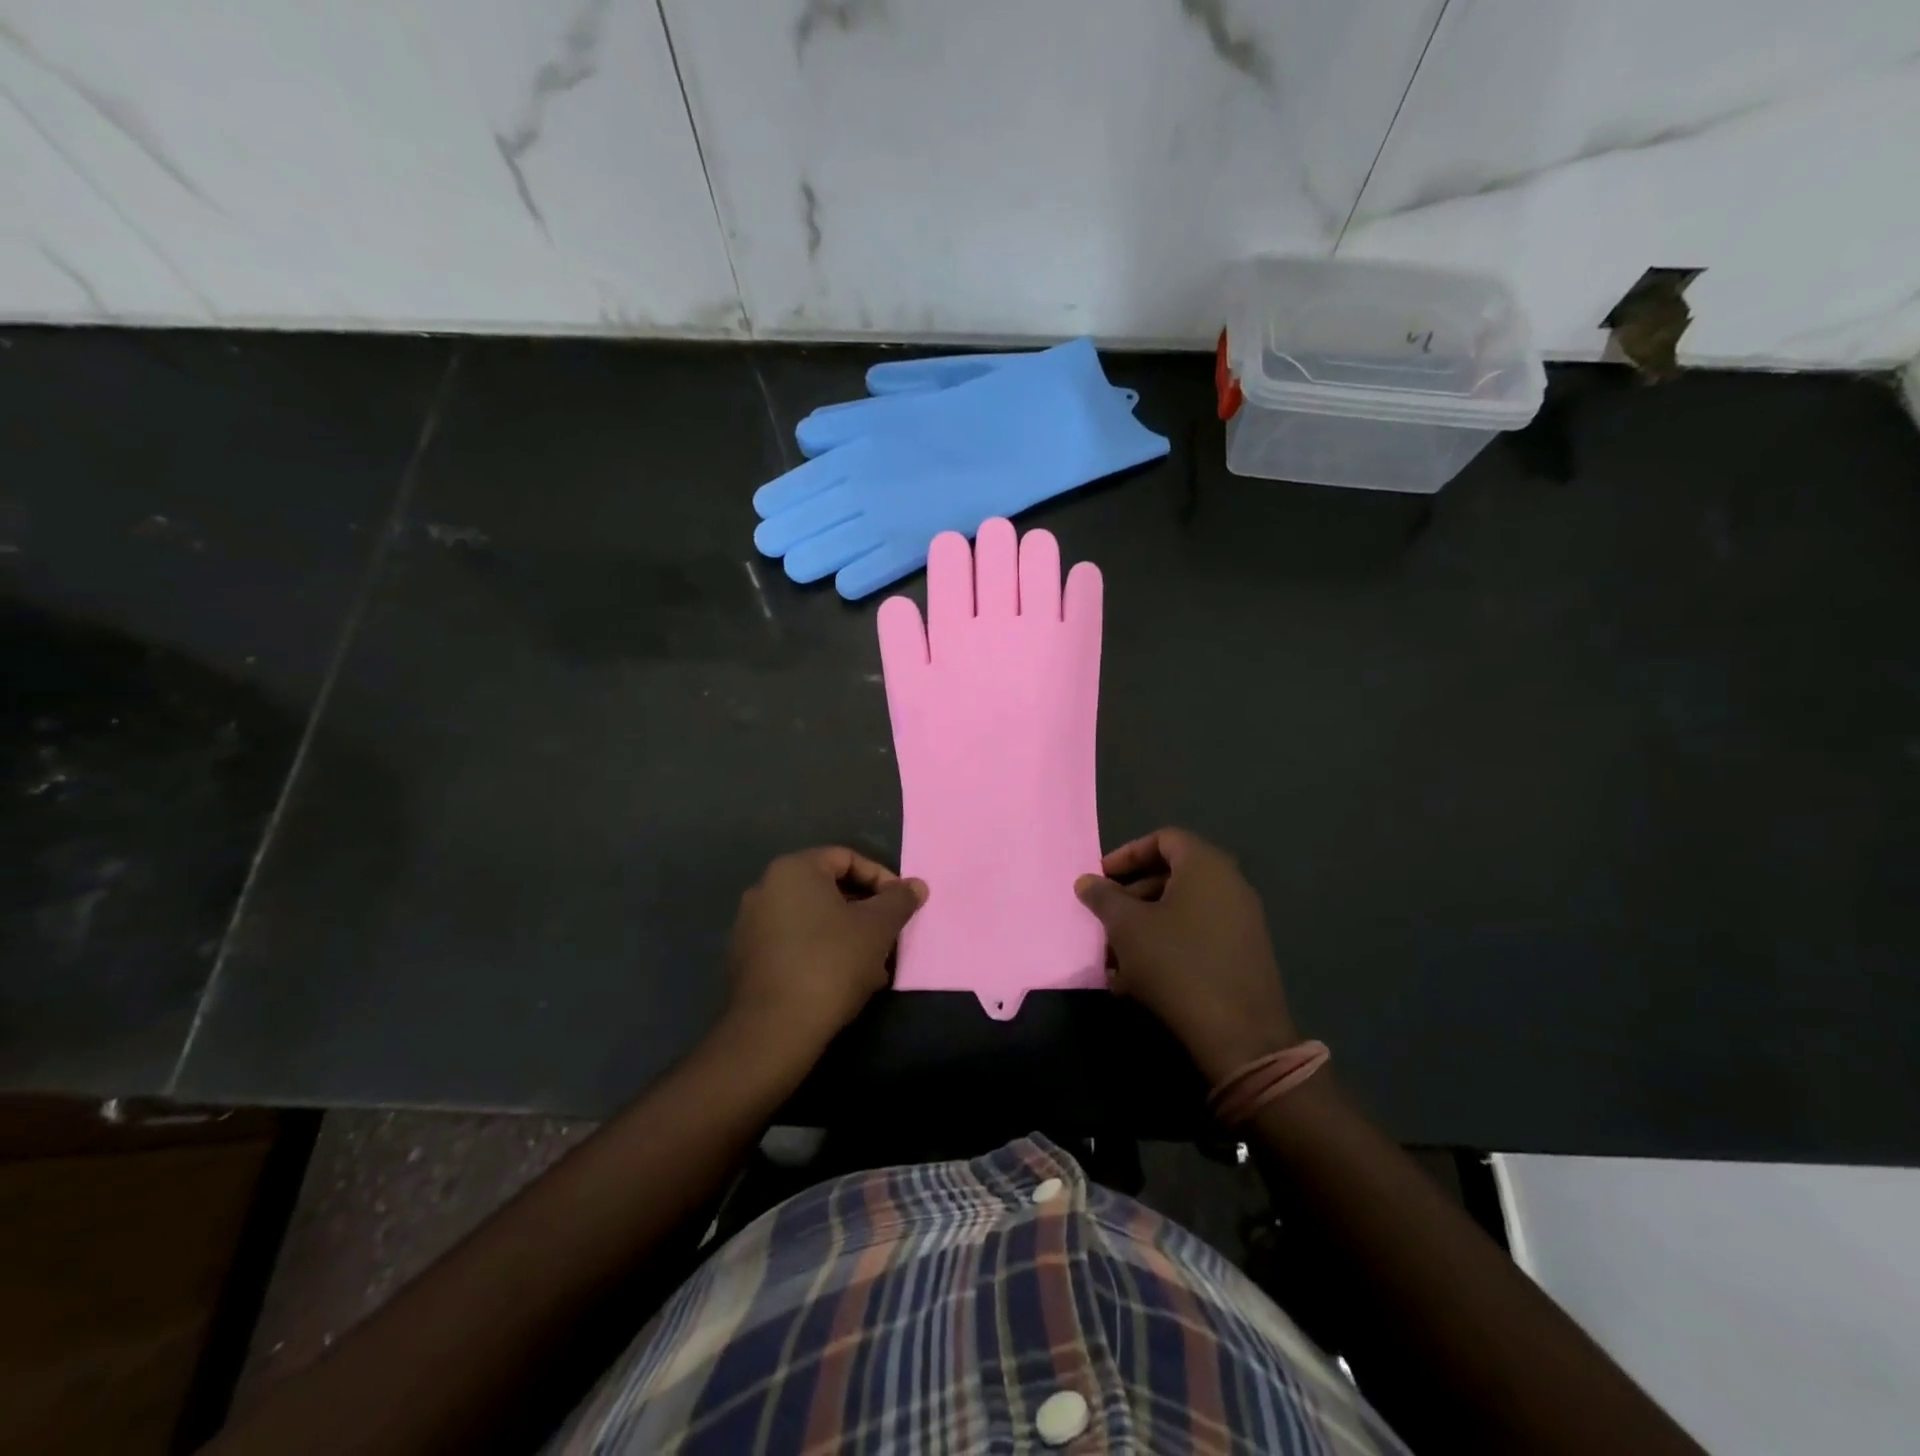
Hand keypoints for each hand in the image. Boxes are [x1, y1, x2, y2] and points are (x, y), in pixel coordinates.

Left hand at [725, 847, 926, 1057]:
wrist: (773, 1031)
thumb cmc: (830, 963)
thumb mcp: (877, 928)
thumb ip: (900, 900)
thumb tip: (917, 885)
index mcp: (794, 870)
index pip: (847, 858)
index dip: (881, 879)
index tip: (901, 907)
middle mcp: (766, 888)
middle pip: (829, 889)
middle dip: (865, 912)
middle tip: (889, 937)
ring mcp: (751, 925)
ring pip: (813, 920)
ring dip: (847, 935)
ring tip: (872, 966)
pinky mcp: (746, 959)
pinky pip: (794, 943)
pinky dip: (821, 953)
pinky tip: (842, 982)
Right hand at [1074, 829, 1297, 1084]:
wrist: (1240, 1035)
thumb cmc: (1176, 963)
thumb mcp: (1127, 927)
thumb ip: (1104, 897)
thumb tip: (1087, 881)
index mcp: (1206, 866)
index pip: (1164, 838)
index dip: (1128, 853)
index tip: (1102, 877)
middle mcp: (1230, 885)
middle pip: (1172, 876)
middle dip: (1130, 897)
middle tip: (1103, 920)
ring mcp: (1241, 922)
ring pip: (1181, 911)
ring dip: (1143, 927)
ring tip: (1112, 959)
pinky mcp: (1243, 956)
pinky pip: (1197, 937)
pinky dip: (1166, 947)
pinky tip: (1137, 981)